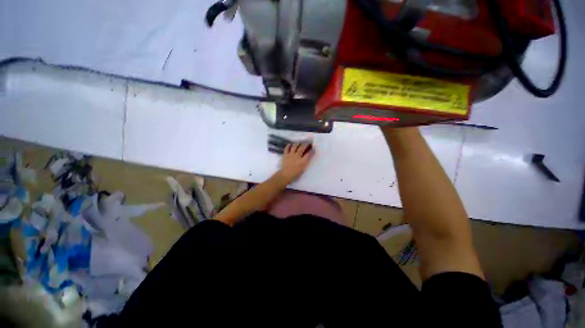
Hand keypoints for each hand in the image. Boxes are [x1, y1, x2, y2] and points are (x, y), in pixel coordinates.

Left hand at [277, 143, 314, 183]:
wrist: (285, 175)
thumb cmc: (295, 174)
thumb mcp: (303, 169)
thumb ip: (305, 162)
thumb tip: (307, 157)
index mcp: (302, 161)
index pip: (309, 154)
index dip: (312, 150)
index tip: (313, 148)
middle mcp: (297, 156)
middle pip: (302, 148)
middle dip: (305, 144)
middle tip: (307, 143)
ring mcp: (291, 155)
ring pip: (295, 146)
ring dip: (298, 144)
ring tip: (299, 143)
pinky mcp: (285, 155)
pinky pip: (287, 148)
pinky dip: (288, 145)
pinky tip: (290, 144)